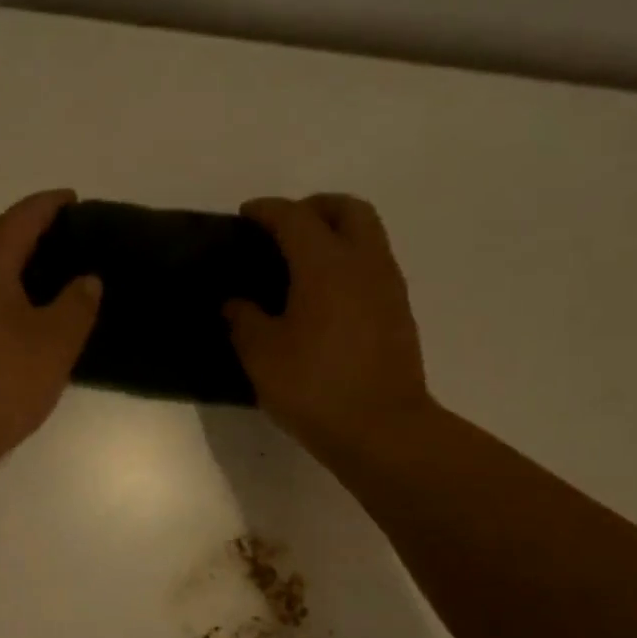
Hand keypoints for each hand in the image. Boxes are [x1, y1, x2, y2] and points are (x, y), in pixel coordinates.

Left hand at [0, 189, 100, 488]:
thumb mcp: (53, 344)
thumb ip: (77, 305)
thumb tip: (88, 279)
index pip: (22, 216)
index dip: (52, 205)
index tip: (76, 200)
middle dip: (35, 237)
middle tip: (75, 245)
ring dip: (18, 271)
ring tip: (55, 280)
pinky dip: (2, 298)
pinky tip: (23, 318)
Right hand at [225, 194, 431, 457]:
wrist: (382, 429)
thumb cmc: (314, 387)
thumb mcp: (262, 356)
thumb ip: (244, 320)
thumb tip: (237, 303)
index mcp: (325, 264)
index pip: (294, 217)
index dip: (267, 210)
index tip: (247, 215)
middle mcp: (364, 263)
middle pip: (347, 209)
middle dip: (314, 208)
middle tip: (285, 228)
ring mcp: (388, 287)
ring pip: (368, 235)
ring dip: (337, 234)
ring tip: (304, 263)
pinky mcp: (399, 313)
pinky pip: (374, 266)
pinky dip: (350, 263)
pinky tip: (326, 297)